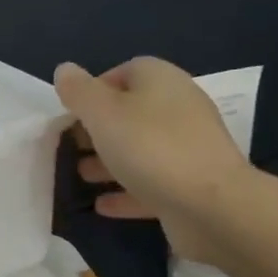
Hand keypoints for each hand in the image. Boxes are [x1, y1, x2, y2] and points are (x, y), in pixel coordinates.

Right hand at [54, 58, 251, 262]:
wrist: (213, 206)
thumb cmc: (150, 147)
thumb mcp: (102, 112)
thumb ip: (79, 91)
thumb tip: (65, 70)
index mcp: (161, 80)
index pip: (124, 71)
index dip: (94, 89)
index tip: (70, 112)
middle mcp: (178, 108)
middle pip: (131, 112)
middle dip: (98, 128)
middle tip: (70, 146)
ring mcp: (188, 149)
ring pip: (140, 149)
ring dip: (109, 161)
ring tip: (79, 175)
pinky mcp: (191, 186)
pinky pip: (151, 183)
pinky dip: (126, 192)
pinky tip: (101, 205)